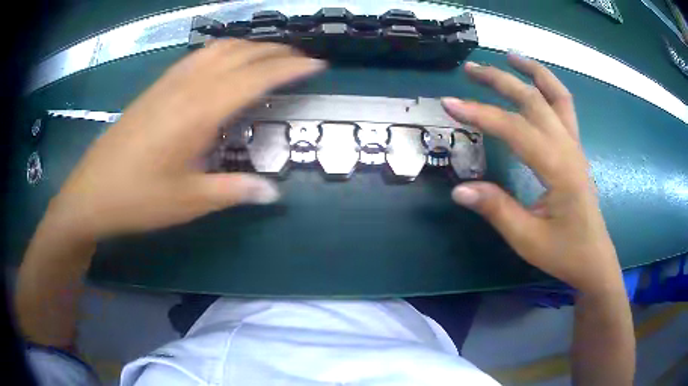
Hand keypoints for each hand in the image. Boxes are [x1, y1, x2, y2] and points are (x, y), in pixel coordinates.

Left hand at [45, 39, 324, 239]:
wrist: (91, 193)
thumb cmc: (138, 199)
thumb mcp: (189, 202)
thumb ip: (234, 190)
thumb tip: (272, 192)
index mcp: (200, 112)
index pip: (257, 77)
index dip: (291, 68)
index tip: (317, 65)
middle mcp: (188, 87)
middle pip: (241, 53)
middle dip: (276, 51)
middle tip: (301, 59)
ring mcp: (169, 83)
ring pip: (219, 48)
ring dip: (250, 46)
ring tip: (270, 56)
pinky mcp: (157, 87)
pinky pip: (198, 56)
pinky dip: (223, 50)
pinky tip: (227, 61)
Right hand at [442, 54, 620, 293]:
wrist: (593, 258)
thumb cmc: (564, 252)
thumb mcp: (527, 239)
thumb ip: (496, 210)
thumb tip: (459, 189)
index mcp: (559, 169)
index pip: (515, 130)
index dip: (481, 115)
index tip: (450, 104)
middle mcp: (569, 148)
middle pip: (534, 100)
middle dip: (501, 81)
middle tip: (471, 70)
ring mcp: (575, 145)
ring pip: (557, 95)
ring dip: (533, 72)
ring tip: (510, 56)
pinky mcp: (575, 149)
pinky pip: (565, 107)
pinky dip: (549, 86)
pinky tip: (535, 83)